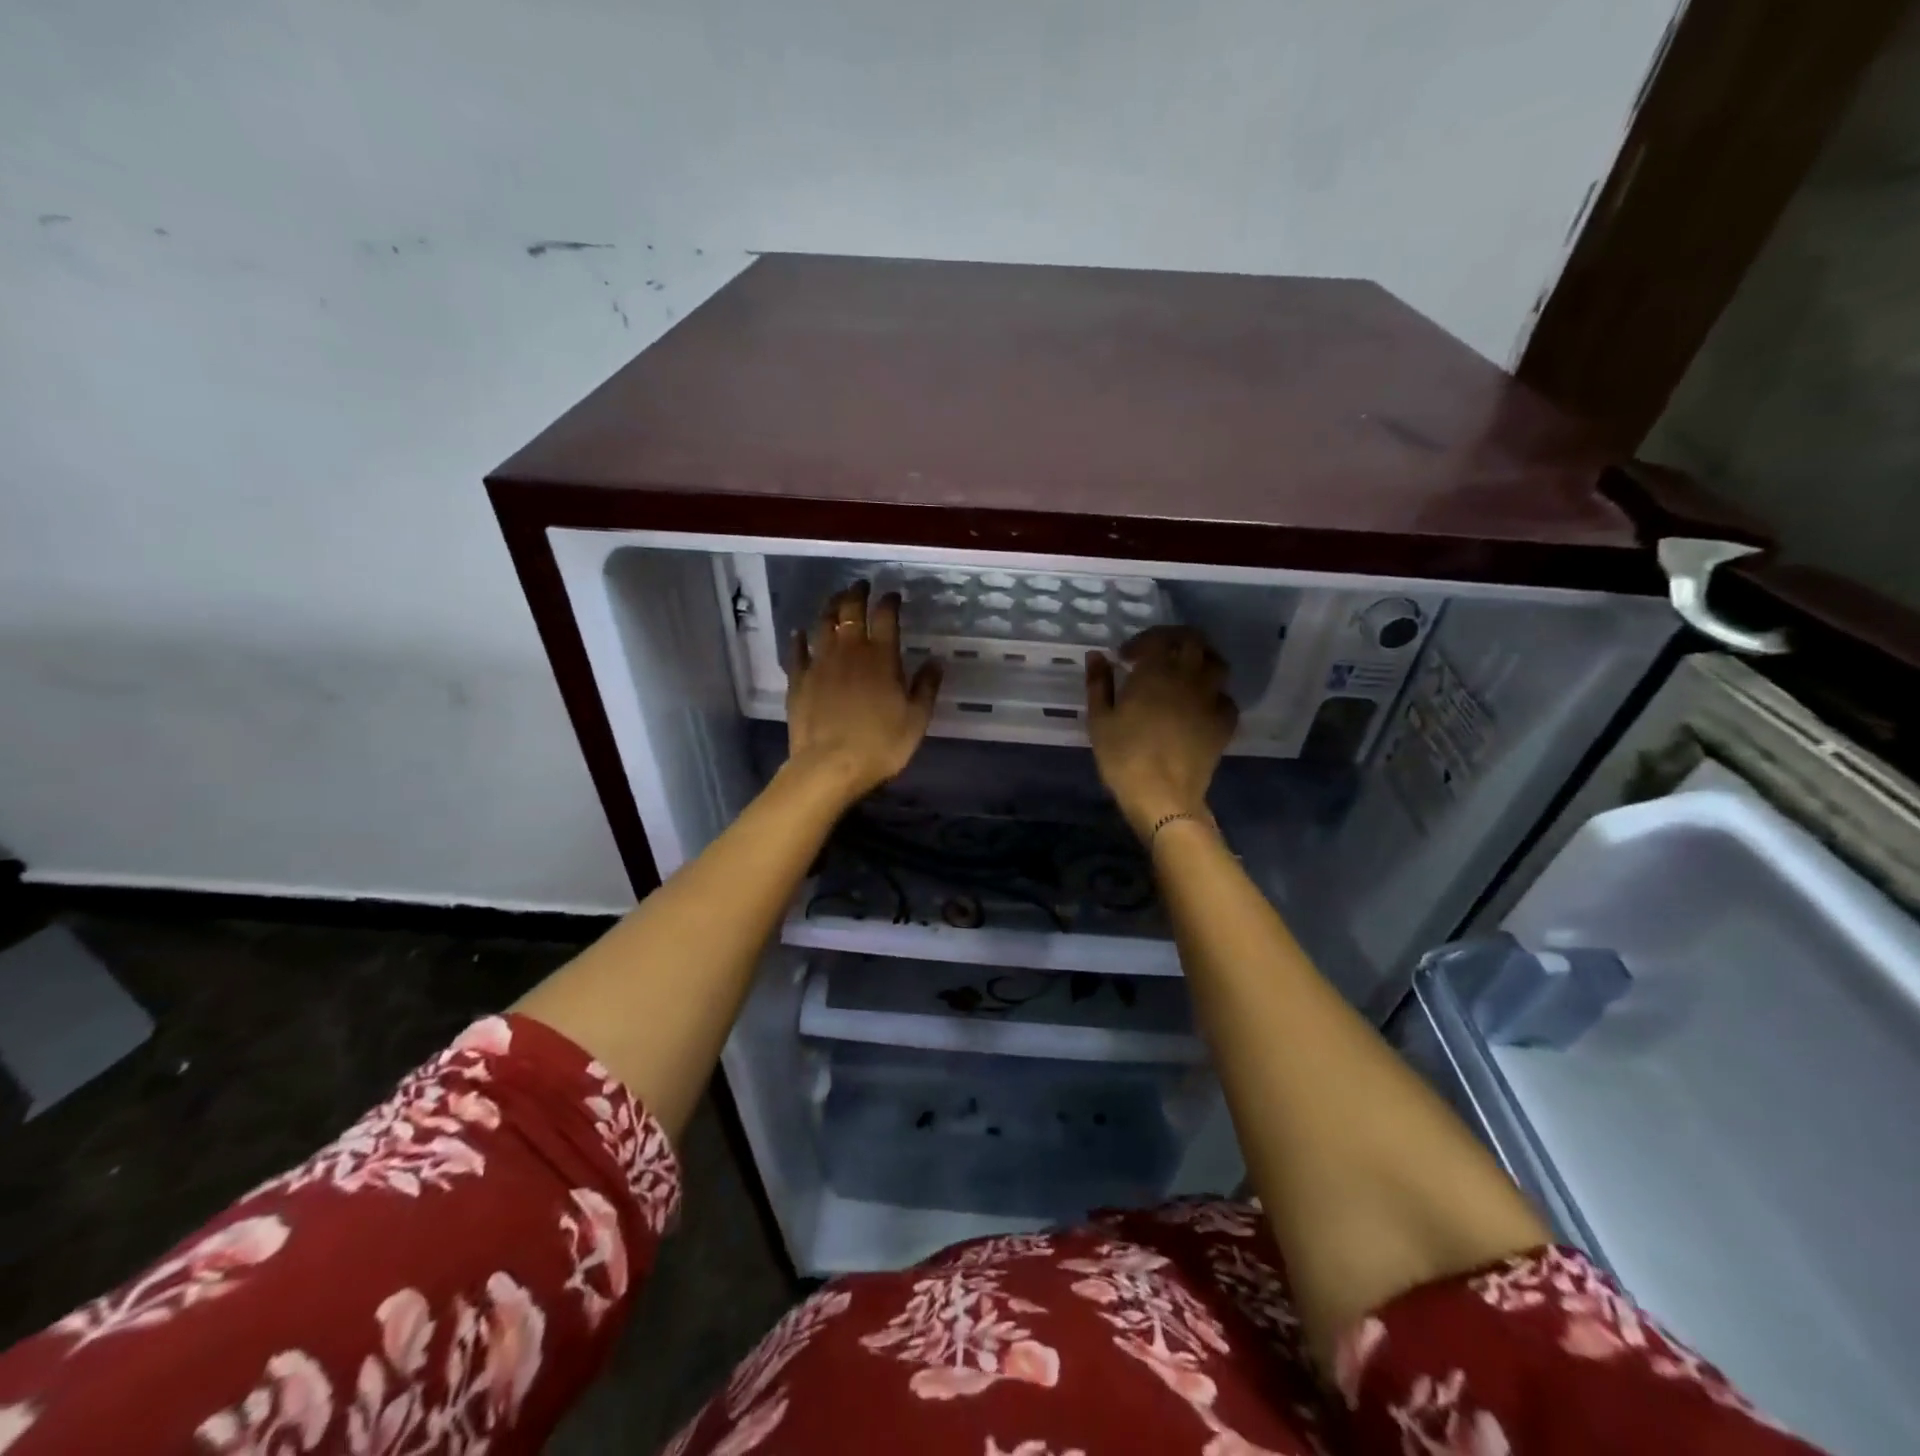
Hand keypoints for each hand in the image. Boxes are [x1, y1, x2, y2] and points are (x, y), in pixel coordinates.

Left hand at [785, 581, 942, 802]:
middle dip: (857, 593)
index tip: (893, 595)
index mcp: (882, 657)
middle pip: (850, 611)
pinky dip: (799, 638)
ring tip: (835, 599)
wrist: (830, 766)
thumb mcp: (916, 719)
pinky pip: (797, 651)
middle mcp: (849, 651)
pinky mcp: (798, 679)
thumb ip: (926, 687)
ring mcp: (820, 663)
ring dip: (830, 607)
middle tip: (861, 585)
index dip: (890, 601)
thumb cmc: (880, 744)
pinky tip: (800, 632)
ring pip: (823, 623)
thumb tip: (935, 661)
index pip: (886, 616)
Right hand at [1086, 627, 1237, 840]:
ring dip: (1200, 661)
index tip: (1125, 658)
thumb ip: (1098, 683)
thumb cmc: (1123, 756)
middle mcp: (1189, 676)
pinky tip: (1200, 706)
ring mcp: (1211, 699)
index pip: (1156, 638)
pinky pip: (1226, 698)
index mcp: (1156, 671)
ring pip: (1216, 664)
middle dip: (1174, 640)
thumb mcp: (1099, 719)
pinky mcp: (1224, 723)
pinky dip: (1214, 695)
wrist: (1163, 796)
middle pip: (1193, 640)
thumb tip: (1097, 656)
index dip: (1140, 642)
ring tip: (1183, 674)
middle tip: (1158, 654)